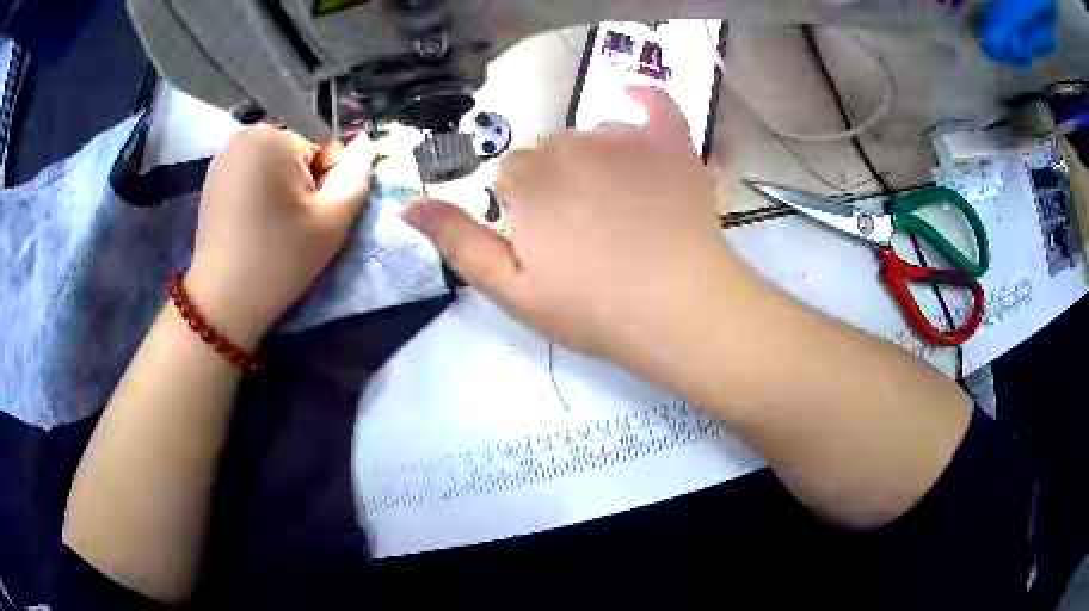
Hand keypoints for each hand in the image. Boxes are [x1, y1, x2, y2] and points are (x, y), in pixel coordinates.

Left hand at [187, 125, 373, 347]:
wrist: (224, 301)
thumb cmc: (280, 257)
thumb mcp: (333, 218)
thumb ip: (358, 174)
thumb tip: (366, 142)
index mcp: (274, 136)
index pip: (323, 144)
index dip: (326, 179)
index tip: (311, 214)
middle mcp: (245, 135)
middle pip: (296, 150)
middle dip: (302, 180)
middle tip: (292, 223)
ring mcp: (223, 156)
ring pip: (273, 161)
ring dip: (280, 186)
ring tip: (271, 225)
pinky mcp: (211, 178)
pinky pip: (250, 172)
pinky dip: (258, 191)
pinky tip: (252, 223)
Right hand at [404, 87, 747, 369]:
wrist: (681, 310)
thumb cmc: (593, 307)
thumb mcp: (511, 288)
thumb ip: (458, 242)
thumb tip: (408, 204)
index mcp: (529, 179)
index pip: (510, 176)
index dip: (524, 210)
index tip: (549, 244)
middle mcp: (571, 144)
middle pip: (550, 153)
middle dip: (557, 186)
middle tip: (587, 235)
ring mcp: (626, 138)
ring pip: (594, 135)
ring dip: (597, 161)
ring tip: (624, 211)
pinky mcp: (672, 143)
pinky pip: (655, 103)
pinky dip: (644, 100)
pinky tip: (635, 99)